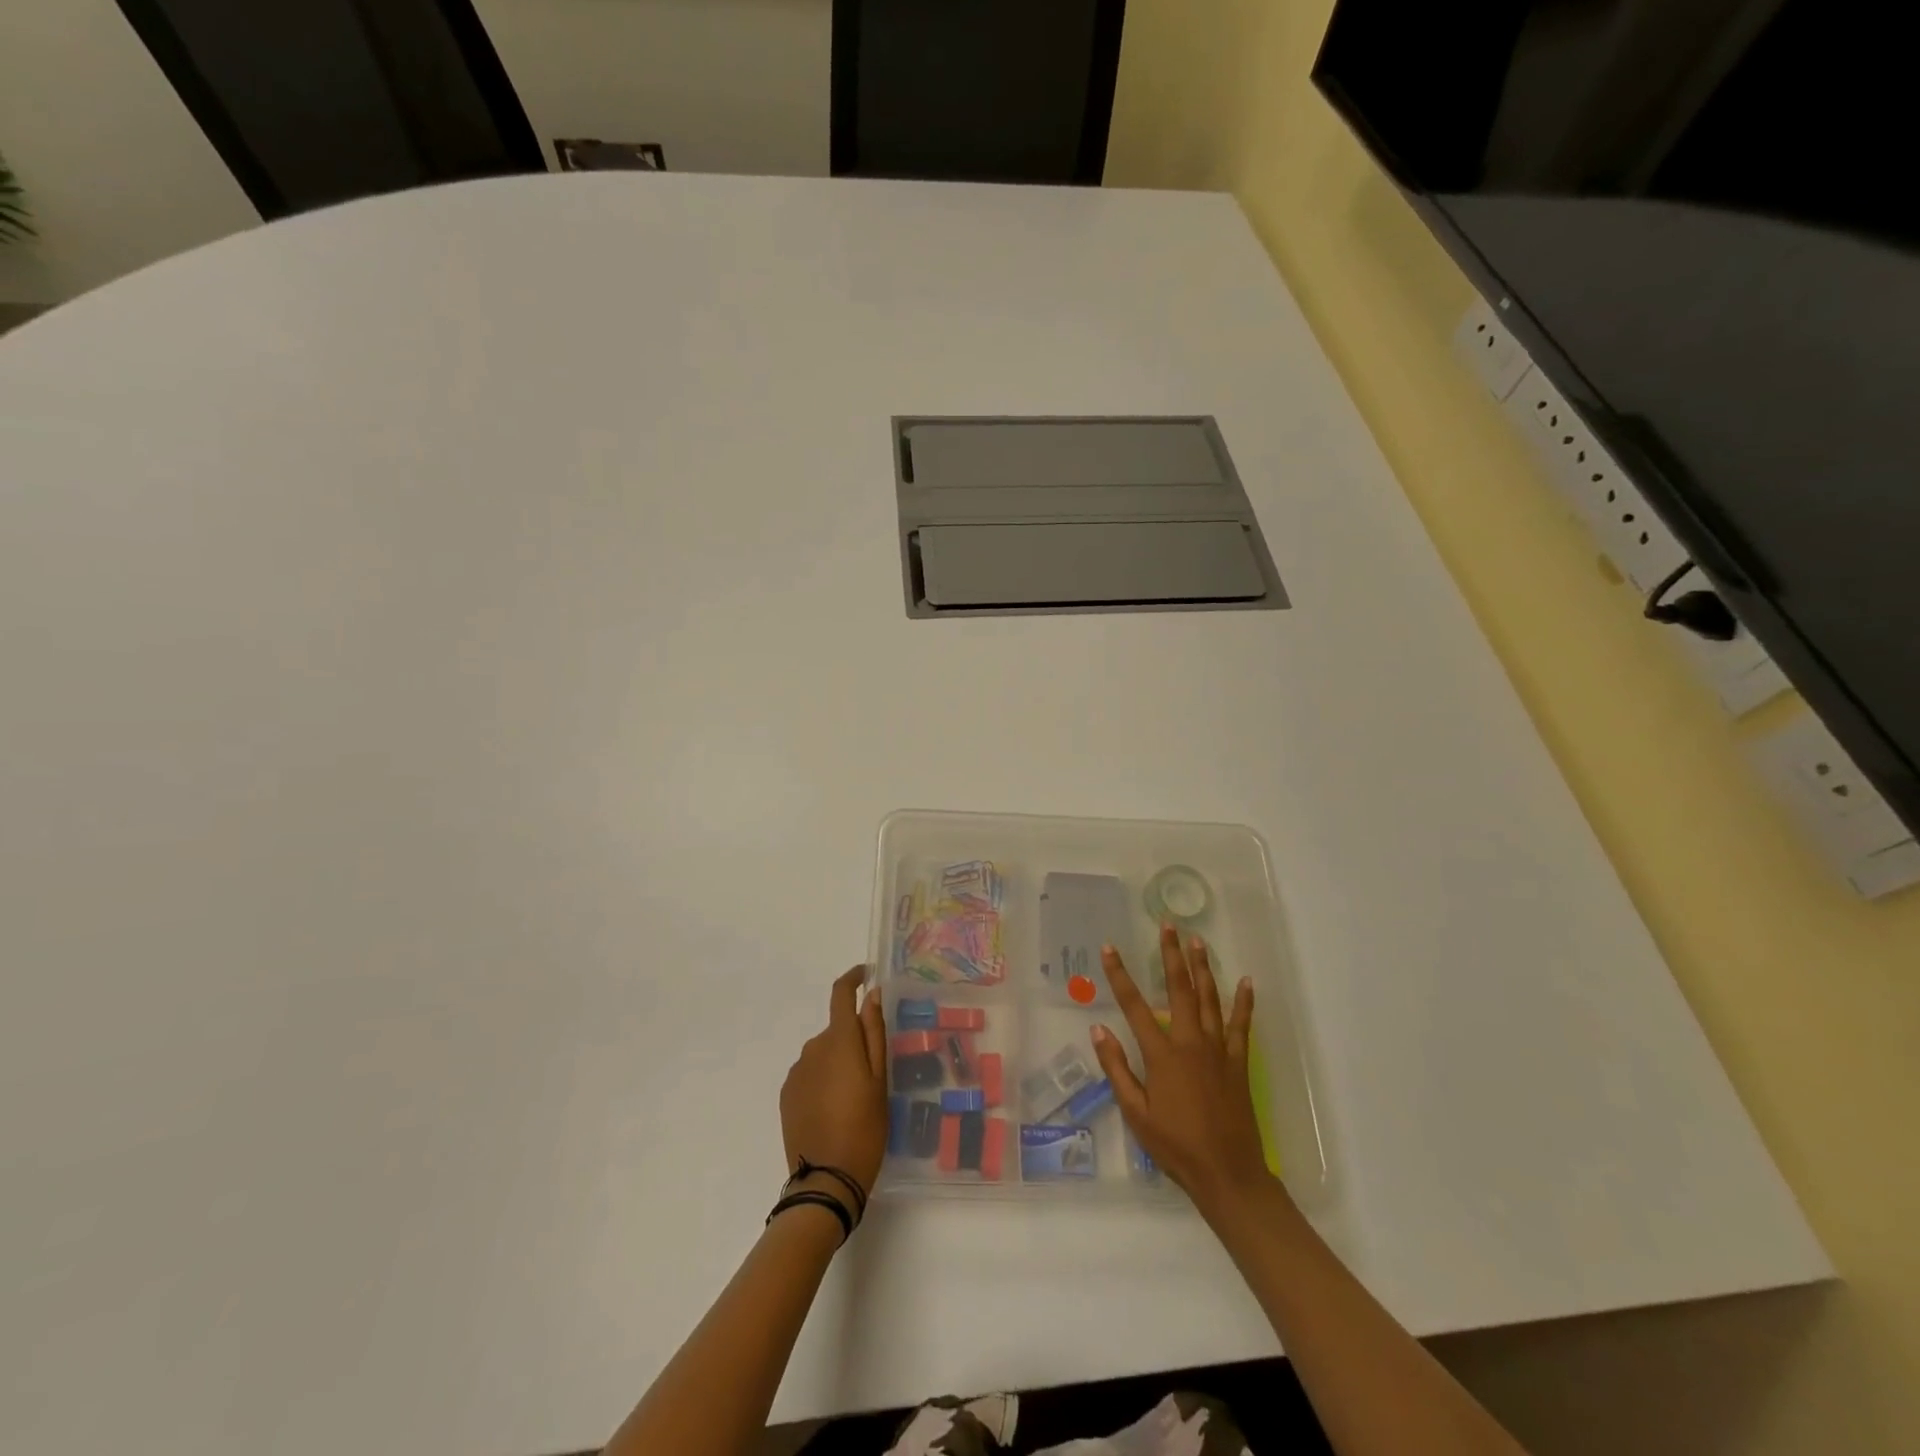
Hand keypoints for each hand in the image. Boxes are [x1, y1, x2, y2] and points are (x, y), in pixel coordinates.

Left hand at [780, 966, 888, 1213]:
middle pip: (837, 1030)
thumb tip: (871, 995)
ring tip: (855, 1098)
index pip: (840, 993)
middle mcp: (813, 1047)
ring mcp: (797, 1071)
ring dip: (838, 1062)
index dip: (853, 978)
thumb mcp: (880, 1080)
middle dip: (854, 1040)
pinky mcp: (787, 1094)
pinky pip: (810, 1073)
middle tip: (874, 1072)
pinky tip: (835, 1109)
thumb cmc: (865, 1128)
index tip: (866, 975)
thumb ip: (875, 1033)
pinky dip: (824, 1080)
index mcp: (839, 1040)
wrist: (826, 1180)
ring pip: (824, 1053)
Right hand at [1091, 926, 1275, 1218]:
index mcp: (1161, 1055)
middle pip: (1179, 989)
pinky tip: (1246, 982)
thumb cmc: (1175, 1146)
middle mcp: (1190, 1042)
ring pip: (1209, 999)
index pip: (1134, 1005)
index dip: (1119, 975)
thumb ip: (1117, 1069)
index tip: (1108, 948)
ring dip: (1203, 968)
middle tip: (1168, 925)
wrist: (1227, 1174)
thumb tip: (1099, 1030)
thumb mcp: (1135, 1113)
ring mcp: (1217, 1050)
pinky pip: (1240, 1025)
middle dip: (1171, 954)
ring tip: (1198, 940)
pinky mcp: (1237, 1062)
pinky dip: (1244, 1003)